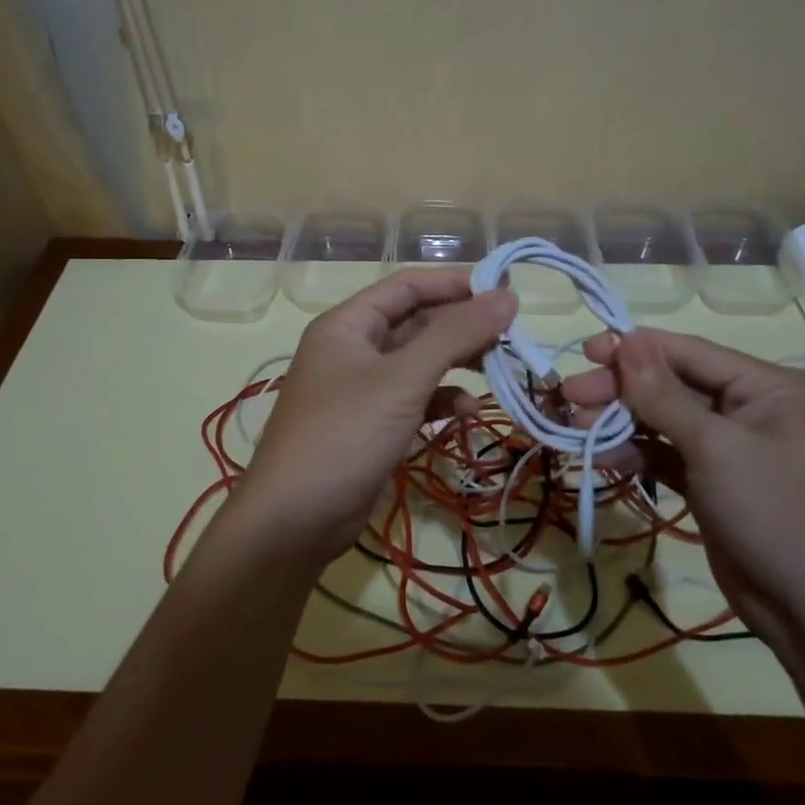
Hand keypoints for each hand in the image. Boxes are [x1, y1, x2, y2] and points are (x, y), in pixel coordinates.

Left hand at [232, 269, 517, 565]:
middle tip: (510, 336)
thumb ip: (455, 334)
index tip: (504, 289)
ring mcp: (362, 390)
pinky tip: (470, 411)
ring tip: (498, 369)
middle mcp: (353, 350)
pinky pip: (415, 399)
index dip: (454, 283)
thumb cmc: (345, 434)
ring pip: (419, 362)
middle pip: (415, 323)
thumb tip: (508, 295)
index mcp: (347, 325)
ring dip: (457, 363)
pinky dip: (442, 401)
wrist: (295, 521)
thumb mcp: (403, 379)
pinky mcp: (373, 426)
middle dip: (461, 327)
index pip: (406, 287)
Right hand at [561, 330, 804, 659]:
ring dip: (621, 423)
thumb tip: (625, 340)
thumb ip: (663, 394)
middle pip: (673, 386)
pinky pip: (669, 455)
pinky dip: (637, 454)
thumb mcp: (716, 447)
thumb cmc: (775, 513)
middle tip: (569, 395)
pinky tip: (601, 457)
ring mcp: (734, 448)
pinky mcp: (716, 482)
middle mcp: (753, 409)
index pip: (690, 353)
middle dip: (620, 391)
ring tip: (575, 429)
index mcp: (769, 387)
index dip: (635, 349)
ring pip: (665, 421)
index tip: (584, 351)